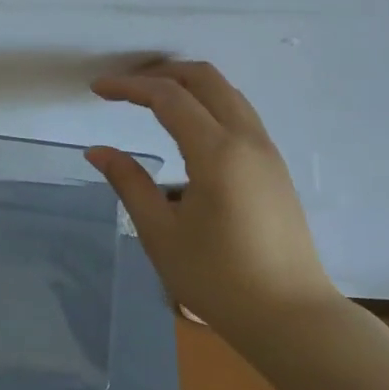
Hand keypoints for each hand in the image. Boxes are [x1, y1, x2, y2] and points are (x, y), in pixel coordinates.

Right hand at [87, 61, 340, 330]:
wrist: (290, 317)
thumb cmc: (218, 279)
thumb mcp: (161, 233)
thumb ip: (129, 184)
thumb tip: (97, 151)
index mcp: (217, 153)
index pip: (168, 97)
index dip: (129, 87)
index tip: (98, 89)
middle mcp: (247, 140)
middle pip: (205, 79)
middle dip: (161, 73)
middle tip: (125, 87)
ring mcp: (267, 152)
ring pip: (227, 93)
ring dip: (188, 86)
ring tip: (151, 100)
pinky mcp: (275, 168)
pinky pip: (240, 114)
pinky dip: (208, 104)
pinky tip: (187, 129)